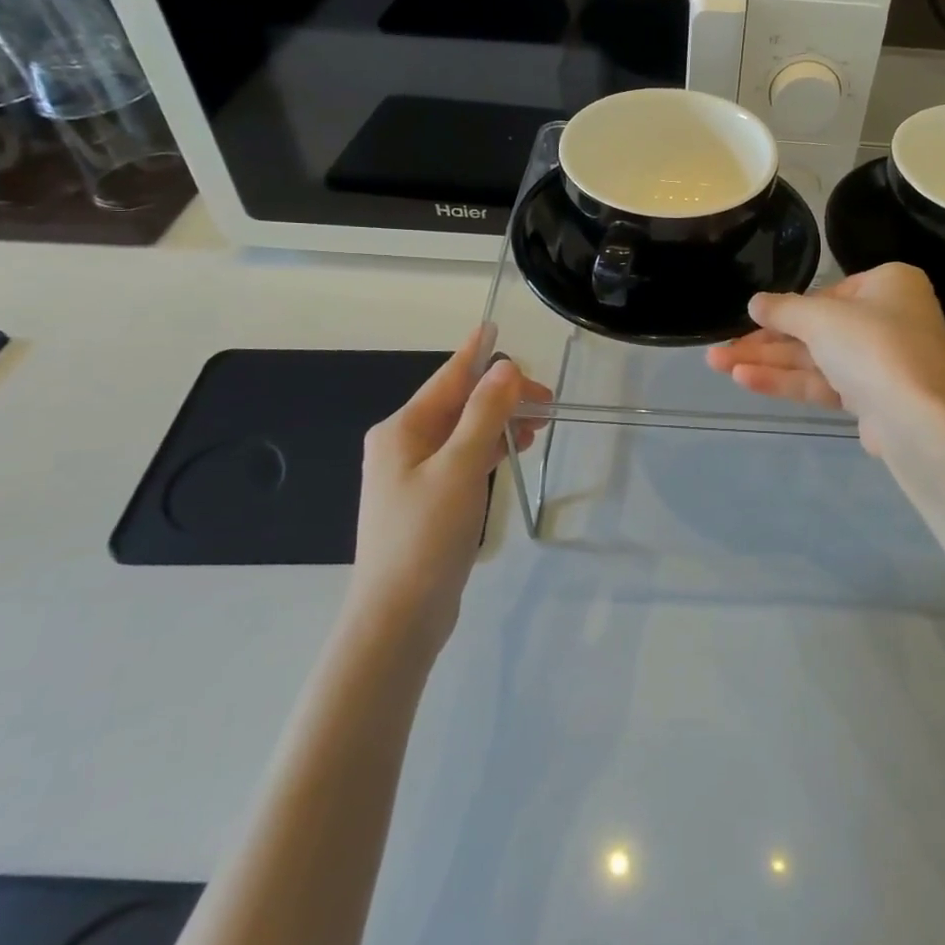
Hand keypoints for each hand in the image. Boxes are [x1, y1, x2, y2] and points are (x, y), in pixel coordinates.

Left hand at [350, 328, 549, 653]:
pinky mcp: (427, 500)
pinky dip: (489, 448)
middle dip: (501, 396)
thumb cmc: (425, 536)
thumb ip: (483, 415)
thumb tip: (504, 367)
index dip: (475, 353)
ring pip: (463, 432)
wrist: (398, 618)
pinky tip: (512, 451)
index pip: (448, 378)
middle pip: (458, 405)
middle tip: (546, 402)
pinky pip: (463, 457)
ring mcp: (413, 474)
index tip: (495, 326)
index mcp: (402, 430)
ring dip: (499, 422)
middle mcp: (403, 444)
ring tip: (539, 425)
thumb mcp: (460, 468)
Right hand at [705, 263, 944, 455]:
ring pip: (816, 358)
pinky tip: (745, 380)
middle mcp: (890, 319)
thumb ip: (783, 309)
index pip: (827, 293)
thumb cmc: (873, 346)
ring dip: (768, 362)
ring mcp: (883, 362)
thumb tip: (755, 303)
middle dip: (765, 341)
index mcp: (889, 285)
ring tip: (718, 365)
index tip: (749, 320)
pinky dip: (788, 381)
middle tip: (719, 349)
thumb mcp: (820, 317)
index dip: (784, 309)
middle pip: (816, 328)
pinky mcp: (873, 398)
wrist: (918, 420)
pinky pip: (825, 382)